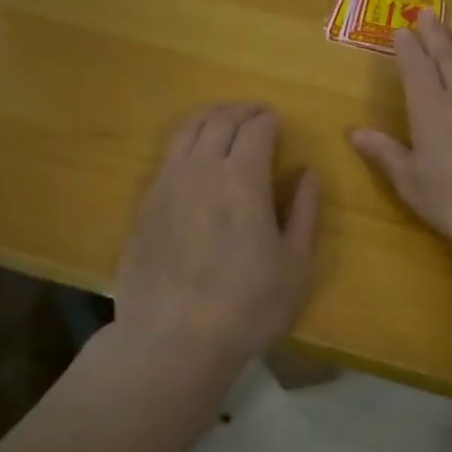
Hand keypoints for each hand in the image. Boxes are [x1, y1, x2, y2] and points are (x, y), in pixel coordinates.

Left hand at [113, 103, 319, 366]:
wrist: (171, 341)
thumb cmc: (247, 306)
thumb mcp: (296, 265)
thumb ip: (305, 212)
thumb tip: (308, 173)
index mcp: (242, 179)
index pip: (256, 128)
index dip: (269, 119)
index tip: (278, 120)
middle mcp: (200, 170)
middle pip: (219, 120)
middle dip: (242, 110)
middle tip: (256, 113)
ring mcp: (166, 185)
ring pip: (186, 131)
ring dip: (210, 117)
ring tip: (224, 121)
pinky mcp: (144, 205)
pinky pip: (167, 156)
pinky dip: (186, 142)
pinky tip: (194, 157)